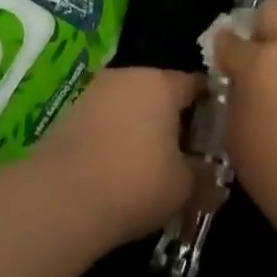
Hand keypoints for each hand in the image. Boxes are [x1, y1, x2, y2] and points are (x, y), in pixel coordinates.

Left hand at [32, 66, 201, 245]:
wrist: (59, 200)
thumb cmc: (136, 182)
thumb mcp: (185, 187)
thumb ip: (205, 176)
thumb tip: (215, 178)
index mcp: (161, 83)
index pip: (196, 84)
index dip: (210, 107)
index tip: (216, 133)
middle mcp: (126, 76)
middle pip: (159, 92)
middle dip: (172, 119)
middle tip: (185, 153)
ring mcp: (93, 93)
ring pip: (129, 106)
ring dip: (140, 128)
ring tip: (150, 166)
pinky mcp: (67, 115)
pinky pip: (104, 122)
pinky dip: (114, 139)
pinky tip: (117, 170)